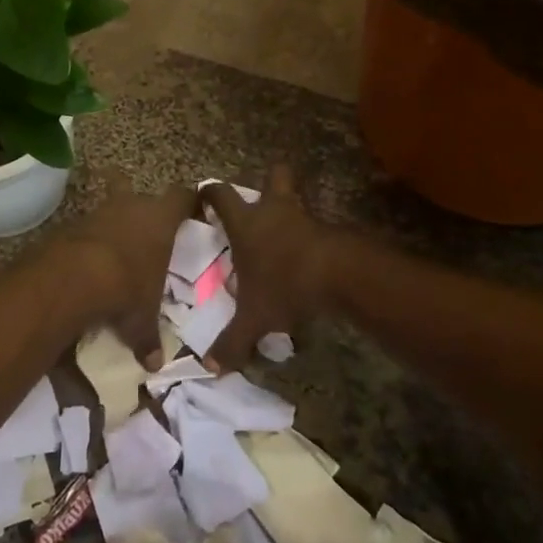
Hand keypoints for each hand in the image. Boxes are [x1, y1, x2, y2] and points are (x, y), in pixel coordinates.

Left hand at [55, 174, 195, 366]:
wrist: (73, 277)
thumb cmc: (126, 288)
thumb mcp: (142, 318)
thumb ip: (149, 337)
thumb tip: (154, 365)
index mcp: (161, 219)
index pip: (183, 197)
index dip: (188, 203)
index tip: (192, 212)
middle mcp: (133, 205)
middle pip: (145, 199)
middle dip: (147, 217)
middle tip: (152, 240)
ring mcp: (100, 211)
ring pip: (115, 211)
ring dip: (117, 228)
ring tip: (119, 254)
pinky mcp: (73, 223)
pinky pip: (89, 228)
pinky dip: (92, 242)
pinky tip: (90, 263)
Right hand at [199, 165, 332, 370]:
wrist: (339, 274)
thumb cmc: (284, 284)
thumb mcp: (253, 319)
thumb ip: (231, 341)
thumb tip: (209, 367)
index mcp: (246, 224)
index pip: (221, 195)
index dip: (210, 192)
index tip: (203, 195)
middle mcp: (273, 211)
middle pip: (274, 175)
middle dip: (268, 180)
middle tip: (261, 198)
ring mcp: (304, 217)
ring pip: (297, 198)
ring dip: (291, 210)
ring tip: (285, 232)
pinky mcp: (329, 229)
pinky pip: (315, 225)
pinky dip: (310, 235)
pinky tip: (307, 255)